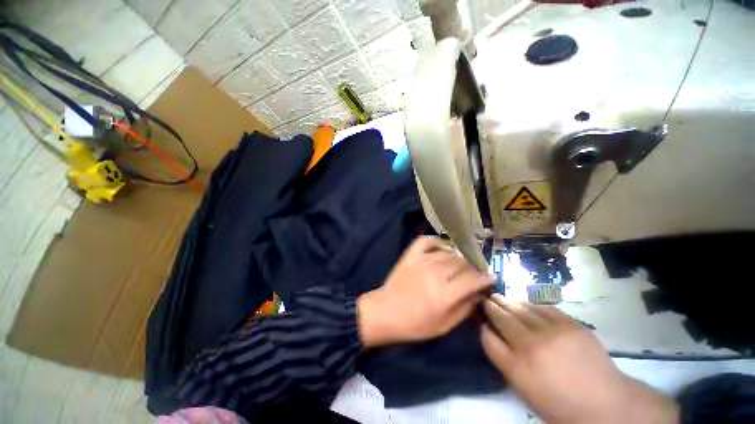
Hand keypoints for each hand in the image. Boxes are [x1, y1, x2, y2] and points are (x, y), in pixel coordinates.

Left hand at [357, 236, 493, 347]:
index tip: (489, 279)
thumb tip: (480, 294)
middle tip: (472, 275)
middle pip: (462, 263)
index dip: (485, 278)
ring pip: (448, 253)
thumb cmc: (415, 324)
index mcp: (445, 294)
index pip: (473, 279)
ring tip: (458, 266)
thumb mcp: (444, 325)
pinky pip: (427, 241)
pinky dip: (436, 242)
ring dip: (457, 259)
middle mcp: (435, 273)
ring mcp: (422, 261)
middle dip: (472, 269)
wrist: (386, 312)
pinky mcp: (411, 255)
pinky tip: (441, 249)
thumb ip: (465, 308)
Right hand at [481, 295, 679, 423]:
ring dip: (508, 302)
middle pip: (502, 319)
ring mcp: (552, 333)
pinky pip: (544, 308)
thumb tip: (491, 334)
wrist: (606, 405)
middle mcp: (531, 347)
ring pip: (521, 310)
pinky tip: (525, 304)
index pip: (488, 338)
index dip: (483, 327)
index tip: (481, 320)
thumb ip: (505, 360)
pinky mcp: (571, 325)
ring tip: (499, 297)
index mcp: (517, 369)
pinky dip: (531, 305)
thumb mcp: (525, 390)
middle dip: (491, 307)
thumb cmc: (560, 404)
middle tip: (486, 299)